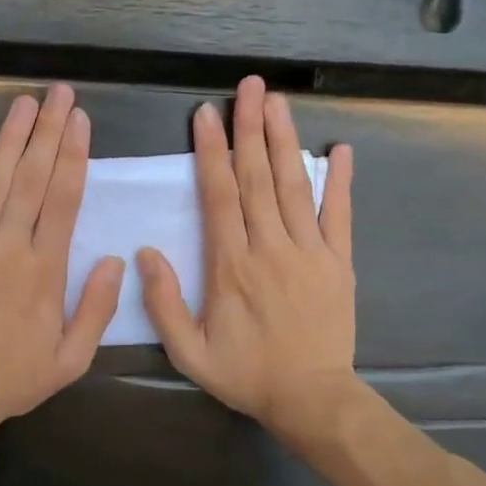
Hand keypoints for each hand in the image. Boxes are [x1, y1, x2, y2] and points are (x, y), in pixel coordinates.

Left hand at [0, 83, 125, 437]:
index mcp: (45, 269)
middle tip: (58, 93)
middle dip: (47, 131)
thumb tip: (116, 260)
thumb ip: (97, 307)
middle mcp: (9, 246)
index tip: (80, 120)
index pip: (64, 199)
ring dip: (10, 140)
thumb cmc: (14, 378)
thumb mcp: (72, 357)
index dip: (74, 155)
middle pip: (32, 178)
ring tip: (23, 104)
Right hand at [138, 76, 358, 440]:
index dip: (210, 152)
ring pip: (294, 187)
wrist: (311, 398)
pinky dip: (339, 182)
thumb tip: (146, 253)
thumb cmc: (246, 374)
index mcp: (232, 265)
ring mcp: (310, 252)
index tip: (205, 114)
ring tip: (278, 102)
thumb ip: (164, 303)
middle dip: (250, 129)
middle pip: (258, 178)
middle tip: (248, 86)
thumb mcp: (189, 352)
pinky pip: (339, 215)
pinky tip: (338, 149)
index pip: (220, 196)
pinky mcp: (338, 262)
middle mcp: (271, 248)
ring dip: (285, 141)